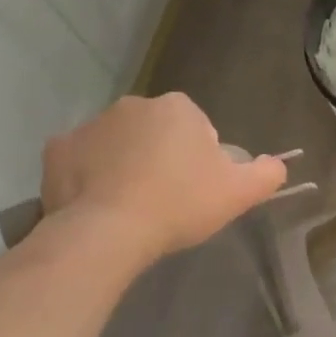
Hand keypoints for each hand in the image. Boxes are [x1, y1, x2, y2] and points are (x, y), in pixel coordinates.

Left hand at [38, 94, 286, 265]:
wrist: (109, 231)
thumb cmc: (180, 203)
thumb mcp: (240, 193)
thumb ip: (268, 173)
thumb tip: (278, 164)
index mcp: (177, 108)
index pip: (198, 128)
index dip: (201, 160)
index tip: (197, 189)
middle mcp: (132, 105)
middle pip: (156, 132)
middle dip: (162, 157)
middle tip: (168, 199)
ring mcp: (90, 125)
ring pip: (118, 144)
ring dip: (126, 165)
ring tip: (132, 206)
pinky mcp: (57, 150)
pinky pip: (81, 160)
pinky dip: (89, 176)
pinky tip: (99, 204)